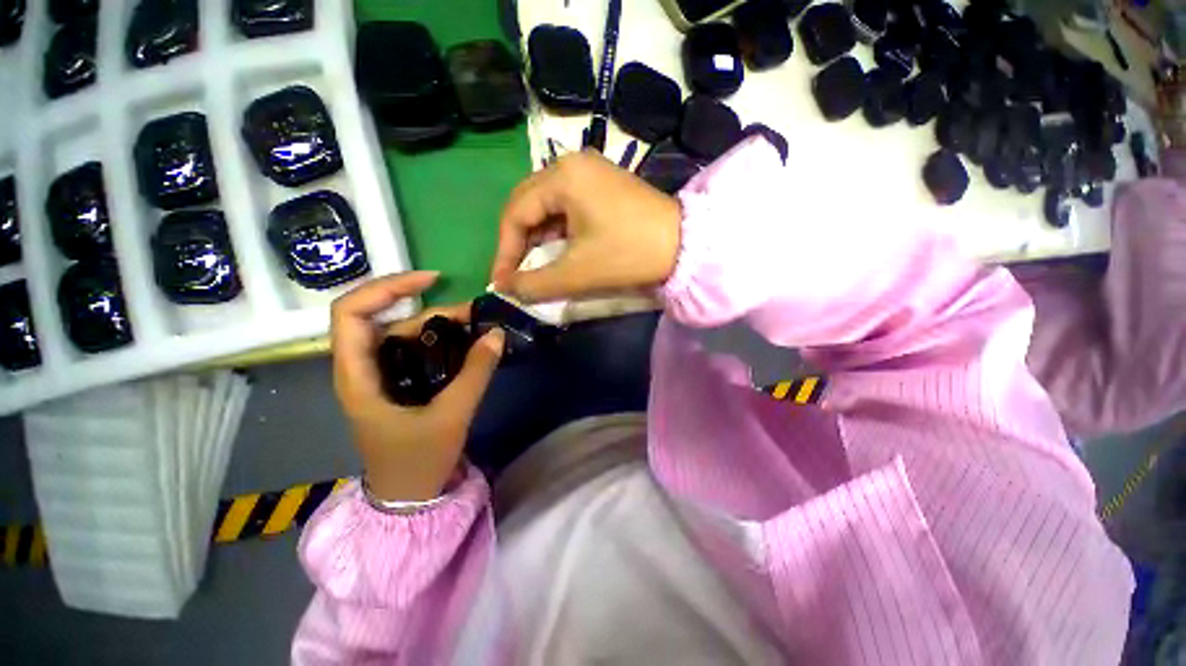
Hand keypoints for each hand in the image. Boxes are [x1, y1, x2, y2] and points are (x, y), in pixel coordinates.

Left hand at [330, 272, 504, 501]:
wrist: (409, 497)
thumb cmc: (418, 462)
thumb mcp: (451, 416)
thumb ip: (475, 373)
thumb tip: (497, 334)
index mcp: (358, 376)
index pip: (351, 312)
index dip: (386, 287)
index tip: (431, 280)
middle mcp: (363, 368)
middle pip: (388, 320)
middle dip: (431, 309)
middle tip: (473, 313)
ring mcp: (381, 376)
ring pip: (406, 334)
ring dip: (441, 326)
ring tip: (478, 327)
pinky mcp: (398, 383)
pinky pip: (417, 350)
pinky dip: (442, 341)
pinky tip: (467, 344)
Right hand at [491, 150, 682, 302]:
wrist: (686, 246)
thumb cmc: (628, 254)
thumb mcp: (577, 272)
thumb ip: (535, 283)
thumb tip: (505, 289)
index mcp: (562, 176)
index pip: (515, 213)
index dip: (504, 251)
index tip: (502, 282)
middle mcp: (572, 164)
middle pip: (528, 204)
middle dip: (518, 243)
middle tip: (516, 274)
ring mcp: (590, 172)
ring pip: (547, 206)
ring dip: (537, 238)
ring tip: (535, 266)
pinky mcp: (603, 185)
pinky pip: (567, 206)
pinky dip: (557, 231)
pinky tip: (559, 250)